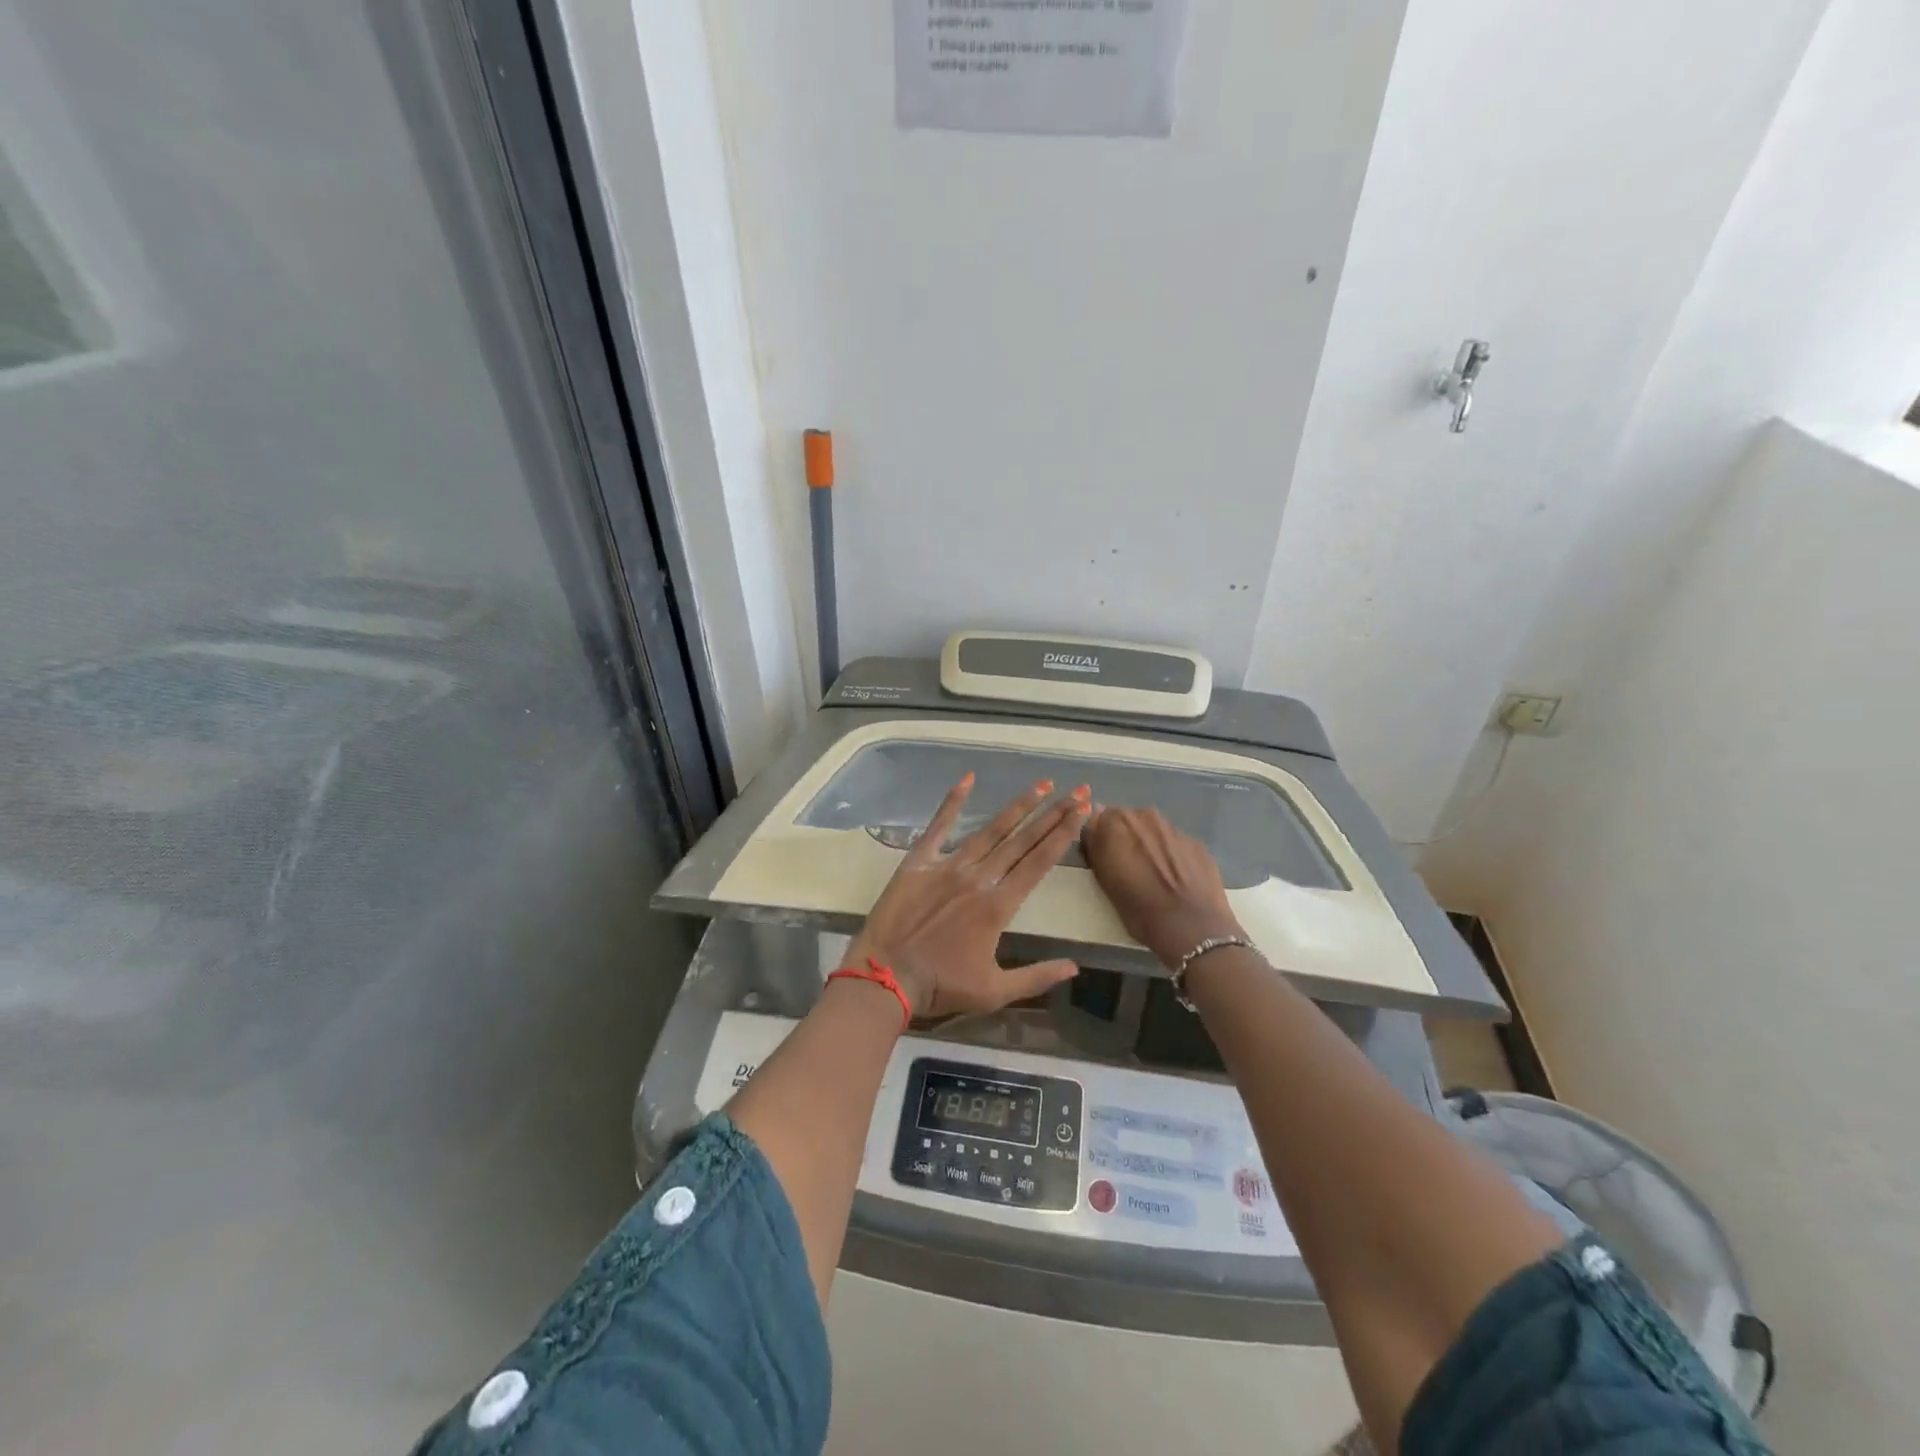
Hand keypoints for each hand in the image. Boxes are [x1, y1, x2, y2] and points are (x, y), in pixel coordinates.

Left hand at [845, 775, 1088, 1018]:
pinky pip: (938, 827)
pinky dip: (952, 802)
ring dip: (1018, 806)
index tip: (1082, 811)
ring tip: (1042, 784)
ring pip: (990, 830)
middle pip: (1023, 841)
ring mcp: (948, 866)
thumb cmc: (941, 987)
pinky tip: (967, 778)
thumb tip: (1075, 967)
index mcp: (998, 906)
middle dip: (1053, 814)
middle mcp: (979, 878)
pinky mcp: (918, 861)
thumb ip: (1037, 976)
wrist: (885, 978)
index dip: (1063, 835)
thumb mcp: (995, 991)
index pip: (1039, 863)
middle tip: (1078, 791)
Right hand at [1081, 806, 1244, 966]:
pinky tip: (1177, 879)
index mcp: (1116, 823)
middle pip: (1128, 820)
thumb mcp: (1104, 880)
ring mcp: (1174, 828)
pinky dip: (1172, 854)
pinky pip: (1175, 843)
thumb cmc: (1139, 909)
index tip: (1105, 856)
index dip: (1101, 837)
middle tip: (1129, 867)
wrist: (1192, 927)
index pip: (1099, 818)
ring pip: (1153, 830)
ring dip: (1150, 845)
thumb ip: (1097, 844)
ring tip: (1155, 875)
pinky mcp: (1197, 842)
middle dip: (1126, 837)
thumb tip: (1095, 822)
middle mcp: (1146, 816)